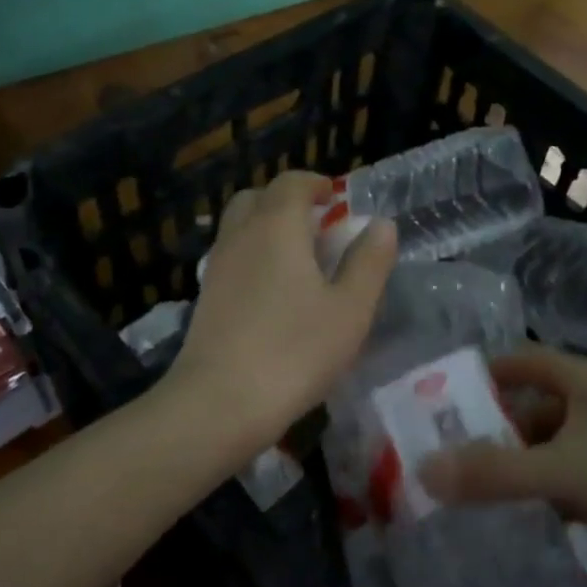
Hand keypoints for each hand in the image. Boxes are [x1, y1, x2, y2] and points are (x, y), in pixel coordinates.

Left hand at [168, 171, 397, 447]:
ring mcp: (217, 266)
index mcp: (277, 227)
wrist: (218, 404)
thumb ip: (369, 262)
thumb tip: (380, 224)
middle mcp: (240, 235)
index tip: (336, 198)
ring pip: (240, 226)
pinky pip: (232, 256)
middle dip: (287, 201)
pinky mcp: (205, 297)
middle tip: (317, 225)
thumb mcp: (350, 309)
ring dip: (267, 227)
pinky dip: (253, 254)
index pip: (292, 183)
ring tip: (299, 259)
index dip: (316, 184)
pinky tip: (273, 291)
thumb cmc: (295, 351)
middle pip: (258, 197)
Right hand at [420, 346, 586, 586]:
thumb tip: (424, 470)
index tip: (442, 396)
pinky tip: (515, 516)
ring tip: (468, 489)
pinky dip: (542, 495)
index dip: (484, 373)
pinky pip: (567, 482)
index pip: (522, 361)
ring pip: (548, 450)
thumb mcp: (563, 471)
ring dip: (516, 467)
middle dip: (492, 430)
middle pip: (531, 409)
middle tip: (445, 454)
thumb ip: (494, 474)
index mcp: (583, 382)